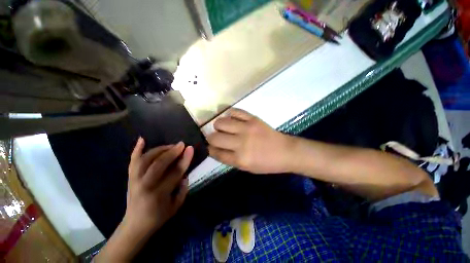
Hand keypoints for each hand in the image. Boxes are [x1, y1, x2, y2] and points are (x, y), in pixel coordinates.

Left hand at [124, 138, 193, 234]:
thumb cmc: (158, 216)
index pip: (175, 172)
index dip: (184, 159)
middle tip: (181, 144)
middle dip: (172, 152)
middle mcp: (145, 185)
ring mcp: (134, 180)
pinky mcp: (129, 178)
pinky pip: (132, 161)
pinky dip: (136, 149)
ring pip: (146, 159)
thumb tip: (184, 173)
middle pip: (159, 164)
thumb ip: (183, 188)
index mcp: (159, 194)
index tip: (190, 149)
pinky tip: (142, 139)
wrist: (135, 225)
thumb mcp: (176, 206)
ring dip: (160, 149)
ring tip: (170, 145)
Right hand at [207, 109, 292, 173]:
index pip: (215, 152)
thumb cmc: (266, 163)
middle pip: (214, 137)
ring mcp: (247, 128)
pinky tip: (232, 119)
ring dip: (218, 126)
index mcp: (240, 159)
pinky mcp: (253, 119)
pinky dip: (230, 115)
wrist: (285, 151)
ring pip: (220, 122)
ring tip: (223, 128)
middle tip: (216, 138)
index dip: (210, 149)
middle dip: (211, 138)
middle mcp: (241, 143)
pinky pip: (234, 111)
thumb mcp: (246, 168)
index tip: (209, 147)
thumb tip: (215, 149)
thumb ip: (229, 159)